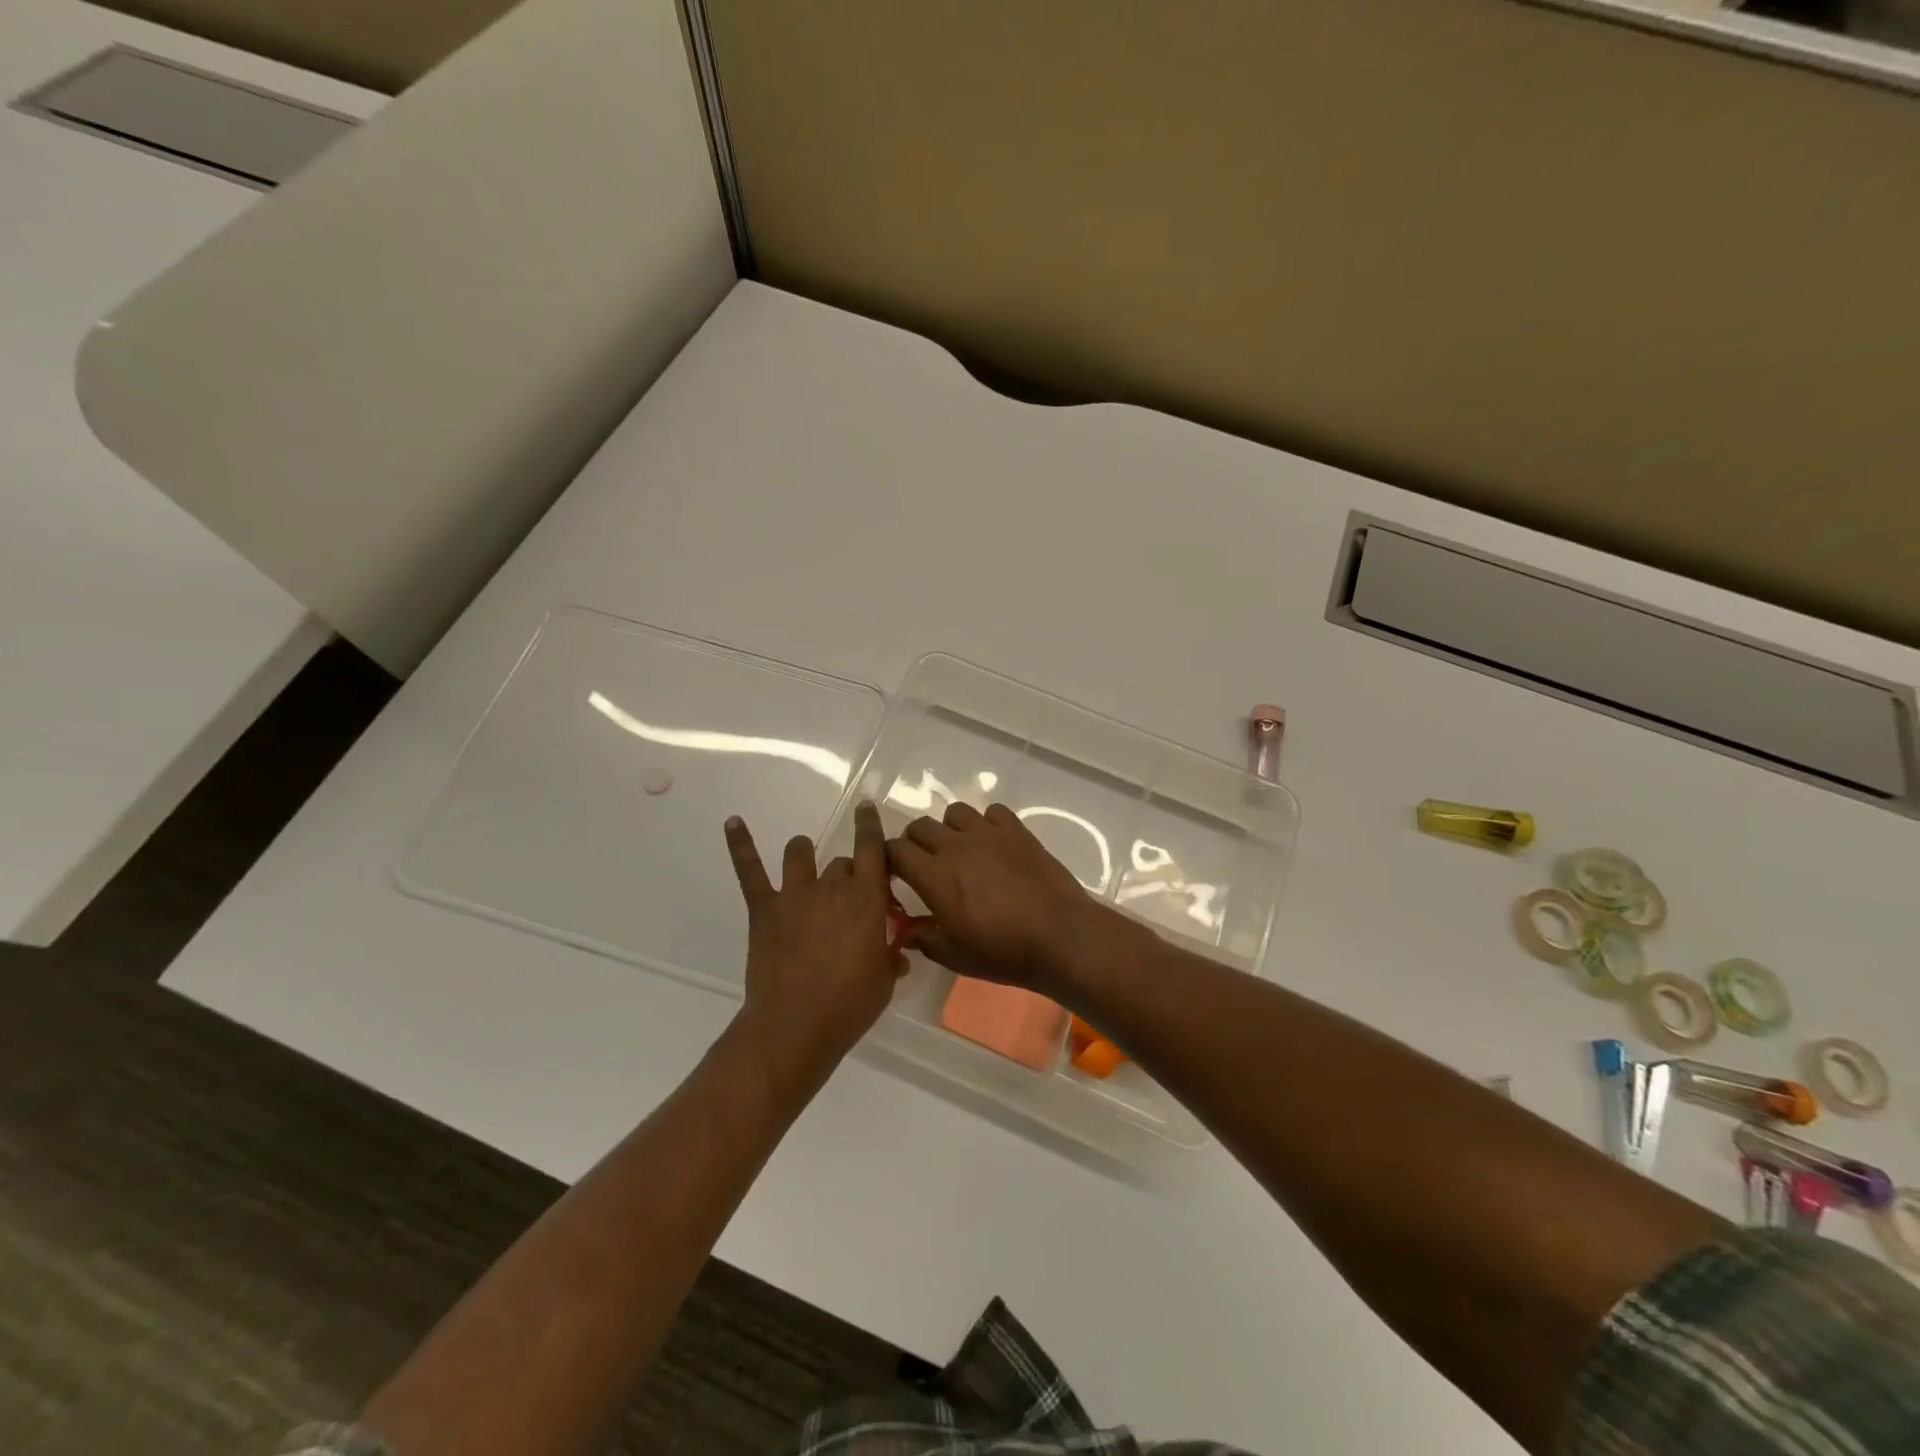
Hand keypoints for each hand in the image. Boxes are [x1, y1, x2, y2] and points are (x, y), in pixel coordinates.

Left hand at [724, 801, 900, 1093]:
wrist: (794, 1027)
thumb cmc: (848, 1006)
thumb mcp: (883, 983)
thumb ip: (890, 959)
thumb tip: (897, 954)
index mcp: (867, 900)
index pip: (873, 850)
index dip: (871, 826)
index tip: (867, 808)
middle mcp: (832, 888)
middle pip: (842, 864)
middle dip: (847, 876)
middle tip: (848, 902)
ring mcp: (795, 895)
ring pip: (800, 854)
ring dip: (805, 855)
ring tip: (805, 864)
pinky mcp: (765, 910)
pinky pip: (751, 871)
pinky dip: (741, 844)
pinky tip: (732, 822)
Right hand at [886, 802, 1127, 991]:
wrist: (1060, 938)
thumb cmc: (1003, 952)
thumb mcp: (955, 956)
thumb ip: (924, 939)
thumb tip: (905, 931)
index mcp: (934, 876)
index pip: (895, 850)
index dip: (890, 859)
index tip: (896, 874)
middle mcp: (956, 847)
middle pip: (920, 826)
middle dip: (915, 842)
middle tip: (926, 864)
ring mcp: (988, 834)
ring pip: (955, 812)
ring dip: (950, 828)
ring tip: (961, 850)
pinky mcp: (1017, 831)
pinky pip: (993, 812)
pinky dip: (988, 823)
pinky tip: (995, 844)